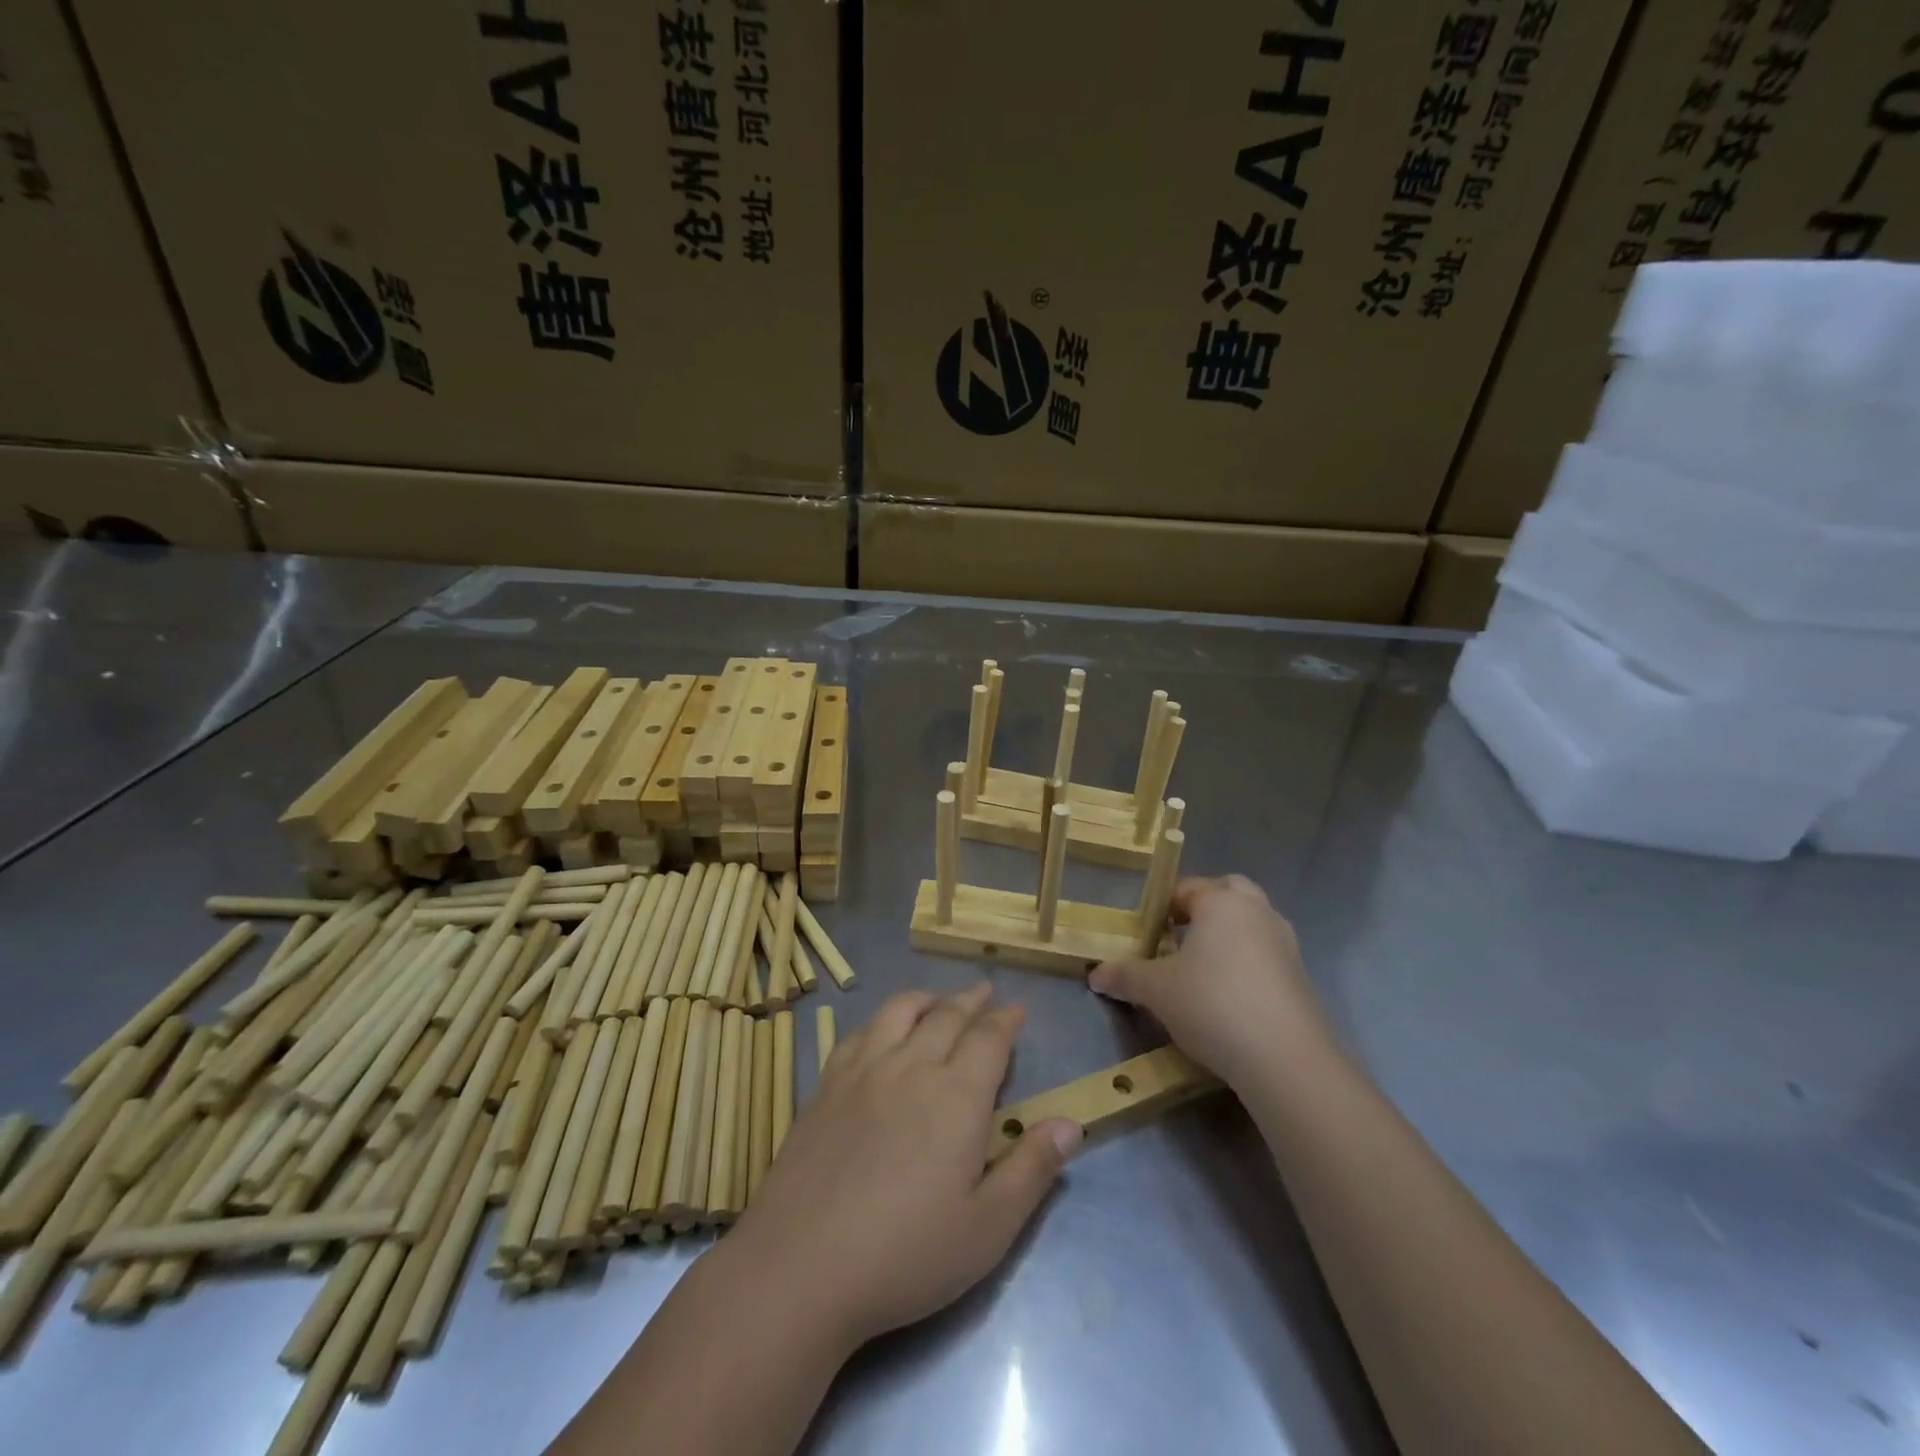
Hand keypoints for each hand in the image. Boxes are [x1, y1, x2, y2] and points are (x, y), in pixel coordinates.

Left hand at [728, 984, 1081, 1350]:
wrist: (801, 1265)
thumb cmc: (906, 1254)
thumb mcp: (987, 1228)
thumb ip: (1032, 1169)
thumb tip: (1071, 1123)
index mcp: (956, 1096)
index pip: (988, 1039)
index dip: (1006, 1021)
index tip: (1018, 1009)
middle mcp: (911, 1067)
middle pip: (946, 1016)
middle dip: (971, 1000)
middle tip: (985, 992)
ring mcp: (863, 1071)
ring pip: (899, 1012)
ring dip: (926, 999)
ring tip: (937, 999)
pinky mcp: (826, 1085)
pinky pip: (859, 1032)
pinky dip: (881, 1019)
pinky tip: (880, 1030)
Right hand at [1088, 875, 1331, 1088]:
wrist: (1286, 1059)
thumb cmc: (1212, 1004)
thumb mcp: (1157, 991)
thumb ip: (1125, 976)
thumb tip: (1095, 974)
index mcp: (1222, 902)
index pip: (1187, 887)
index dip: (1164, 906)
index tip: (1148, 932)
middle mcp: (1257, 912)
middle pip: (1229, 892)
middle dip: (1205, 908)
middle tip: (1179, 936)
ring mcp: (1285, 943)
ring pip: (1252, 923)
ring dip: (1230, 935)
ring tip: (1202, 968)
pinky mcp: (1301, 976)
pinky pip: (1267, 954)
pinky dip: (1248, 963)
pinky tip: (1230, 996)